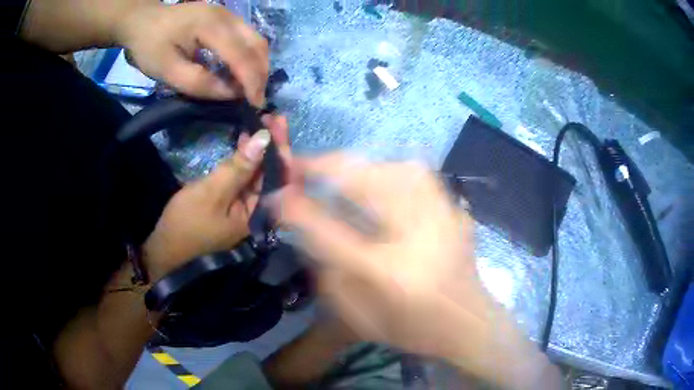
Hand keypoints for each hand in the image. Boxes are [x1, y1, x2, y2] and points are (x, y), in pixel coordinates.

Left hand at [115, 2, 268, 103]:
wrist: (143, 21)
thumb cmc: (149, 45)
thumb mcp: (167, 70)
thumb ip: (199, 83)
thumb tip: (230, 94)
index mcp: (210, 26)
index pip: (241, 55)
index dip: (251, 82)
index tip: (254, 106)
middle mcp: (227, 16)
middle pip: (257, 44)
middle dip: (260, 74)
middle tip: (254, 99)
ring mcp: (228, 14)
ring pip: (256, 40)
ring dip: (258, 65)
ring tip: (250, 88)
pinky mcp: (226, 18)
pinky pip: (248, 37)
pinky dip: (250, 57)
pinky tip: (241, 71)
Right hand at [143, 115, 288, 280]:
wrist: (166, 247)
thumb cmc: (186, 222)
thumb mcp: (211, 192)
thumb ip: (239, 167)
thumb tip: (264, 138)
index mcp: (259, 214)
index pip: (281, 179)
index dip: (282, 149)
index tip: (278, 123)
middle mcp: (258, 211)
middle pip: (273, 173)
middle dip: (274, 145)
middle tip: (272, 117)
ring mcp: (245, 207)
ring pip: (260, 173)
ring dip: (261, 148)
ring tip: (262, 122)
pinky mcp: (234, 202)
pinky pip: (246, 177)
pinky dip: (246, 159)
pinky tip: (246, 140)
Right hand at [271, 154, 559, 388]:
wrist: (471, 324)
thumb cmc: (414, 330)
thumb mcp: (360, 318)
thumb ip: (329, 275)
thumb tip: (307, 229)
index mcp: (388, 273)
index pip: (330, 231)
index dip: (298, 208)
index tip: (277, 195)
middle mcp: (417, 237)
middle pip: (367, 182)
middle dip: (327, 166)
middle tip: (302, 166)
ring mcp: (442, 218)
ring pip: (395, 168)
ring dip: (360, 164)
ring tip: (338, 170)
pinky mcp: (454, 212)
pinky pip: (419, 175)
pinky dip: (390, 168)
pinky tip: (379, 175)